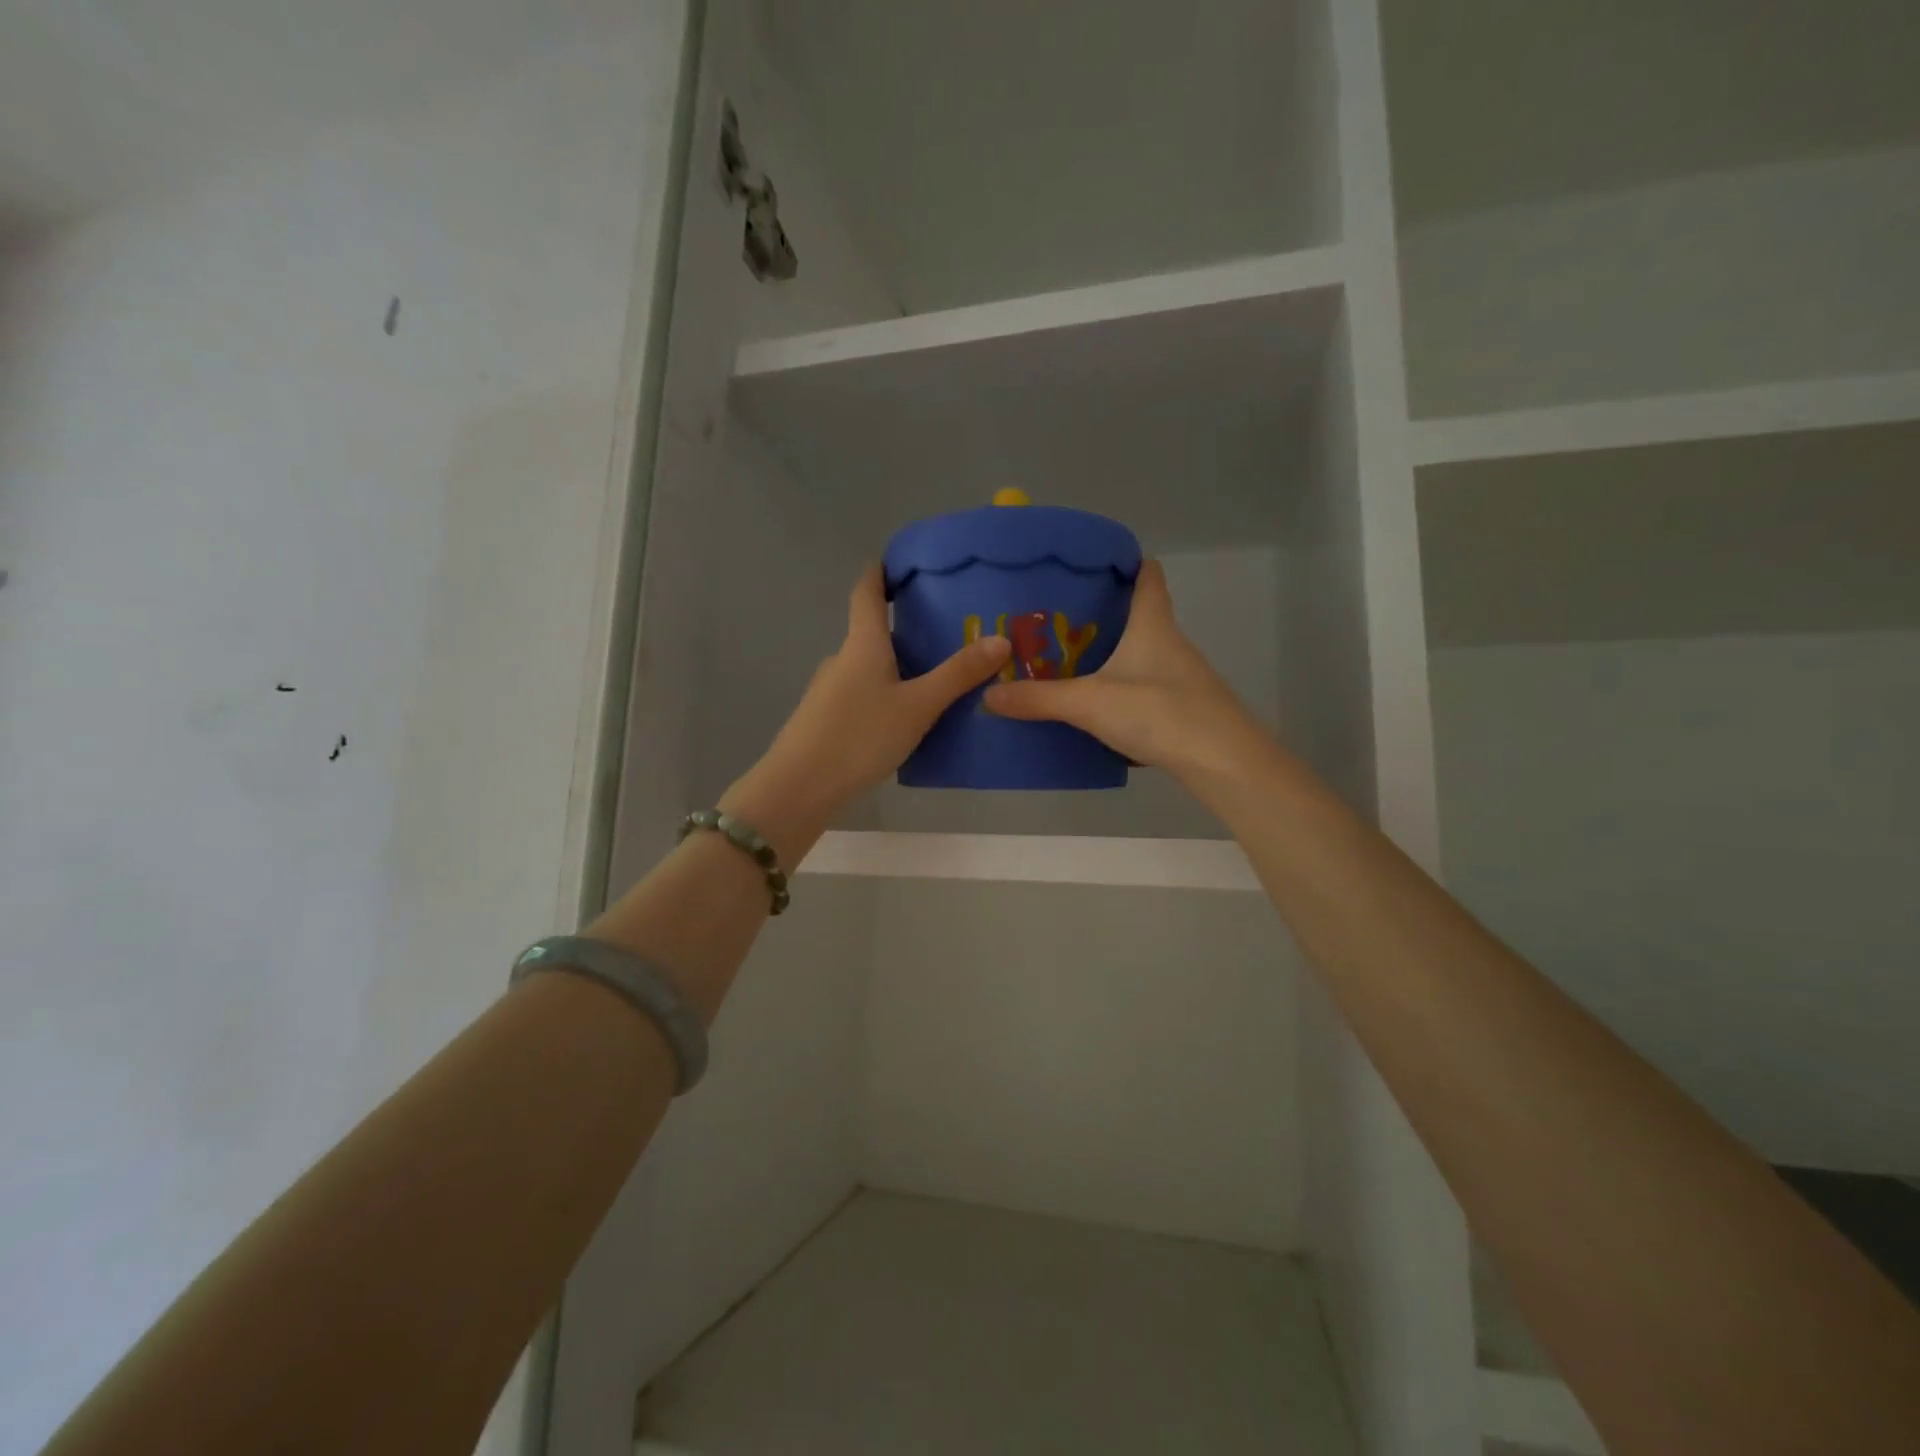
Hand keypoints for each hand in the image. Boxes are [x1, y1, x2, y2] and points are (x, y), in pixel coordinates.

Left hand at [723, 566, 1011, 857]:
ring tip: (938, 680)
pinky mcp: (826, 721)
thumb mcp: (917, 707)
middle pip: (873, 633)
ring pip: (870, 669)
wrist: (798, 789)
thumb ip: (957, 675)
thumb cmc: (859, 737)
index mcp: (862, 645)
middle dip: (907, 629)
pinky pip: (864, 696)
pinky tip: (908, 720)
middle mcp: (842, 659)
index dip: (881, 571)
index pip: (866, 591)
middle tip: (949, 633)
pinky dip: (887, 695)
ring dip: (899, 668)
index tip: (900, 560)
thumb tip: (1001, 638)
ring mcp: (829, 691)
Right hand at [984, 560, 1266, 784]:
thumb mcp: (1089, 703)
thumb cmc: (1159, 711)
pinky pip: (1146, 686)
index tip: (1092, 564)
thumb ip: (1039, 698)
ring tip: (1069, 661)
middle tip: (1058, 618)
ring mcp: (1181, 677)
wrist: (1221, 761)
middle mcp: (1171, 642)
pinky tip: (1097, 706)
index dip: (1126, 562)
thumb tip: (989, 694)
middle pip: (1141, 614)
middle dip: (1103, 613)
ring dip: (1112, 653)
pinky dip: (1123, 687)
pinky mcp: (1184, 708)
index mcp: (1153, 624)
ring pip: (1143, 653)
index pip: (1147, 575)